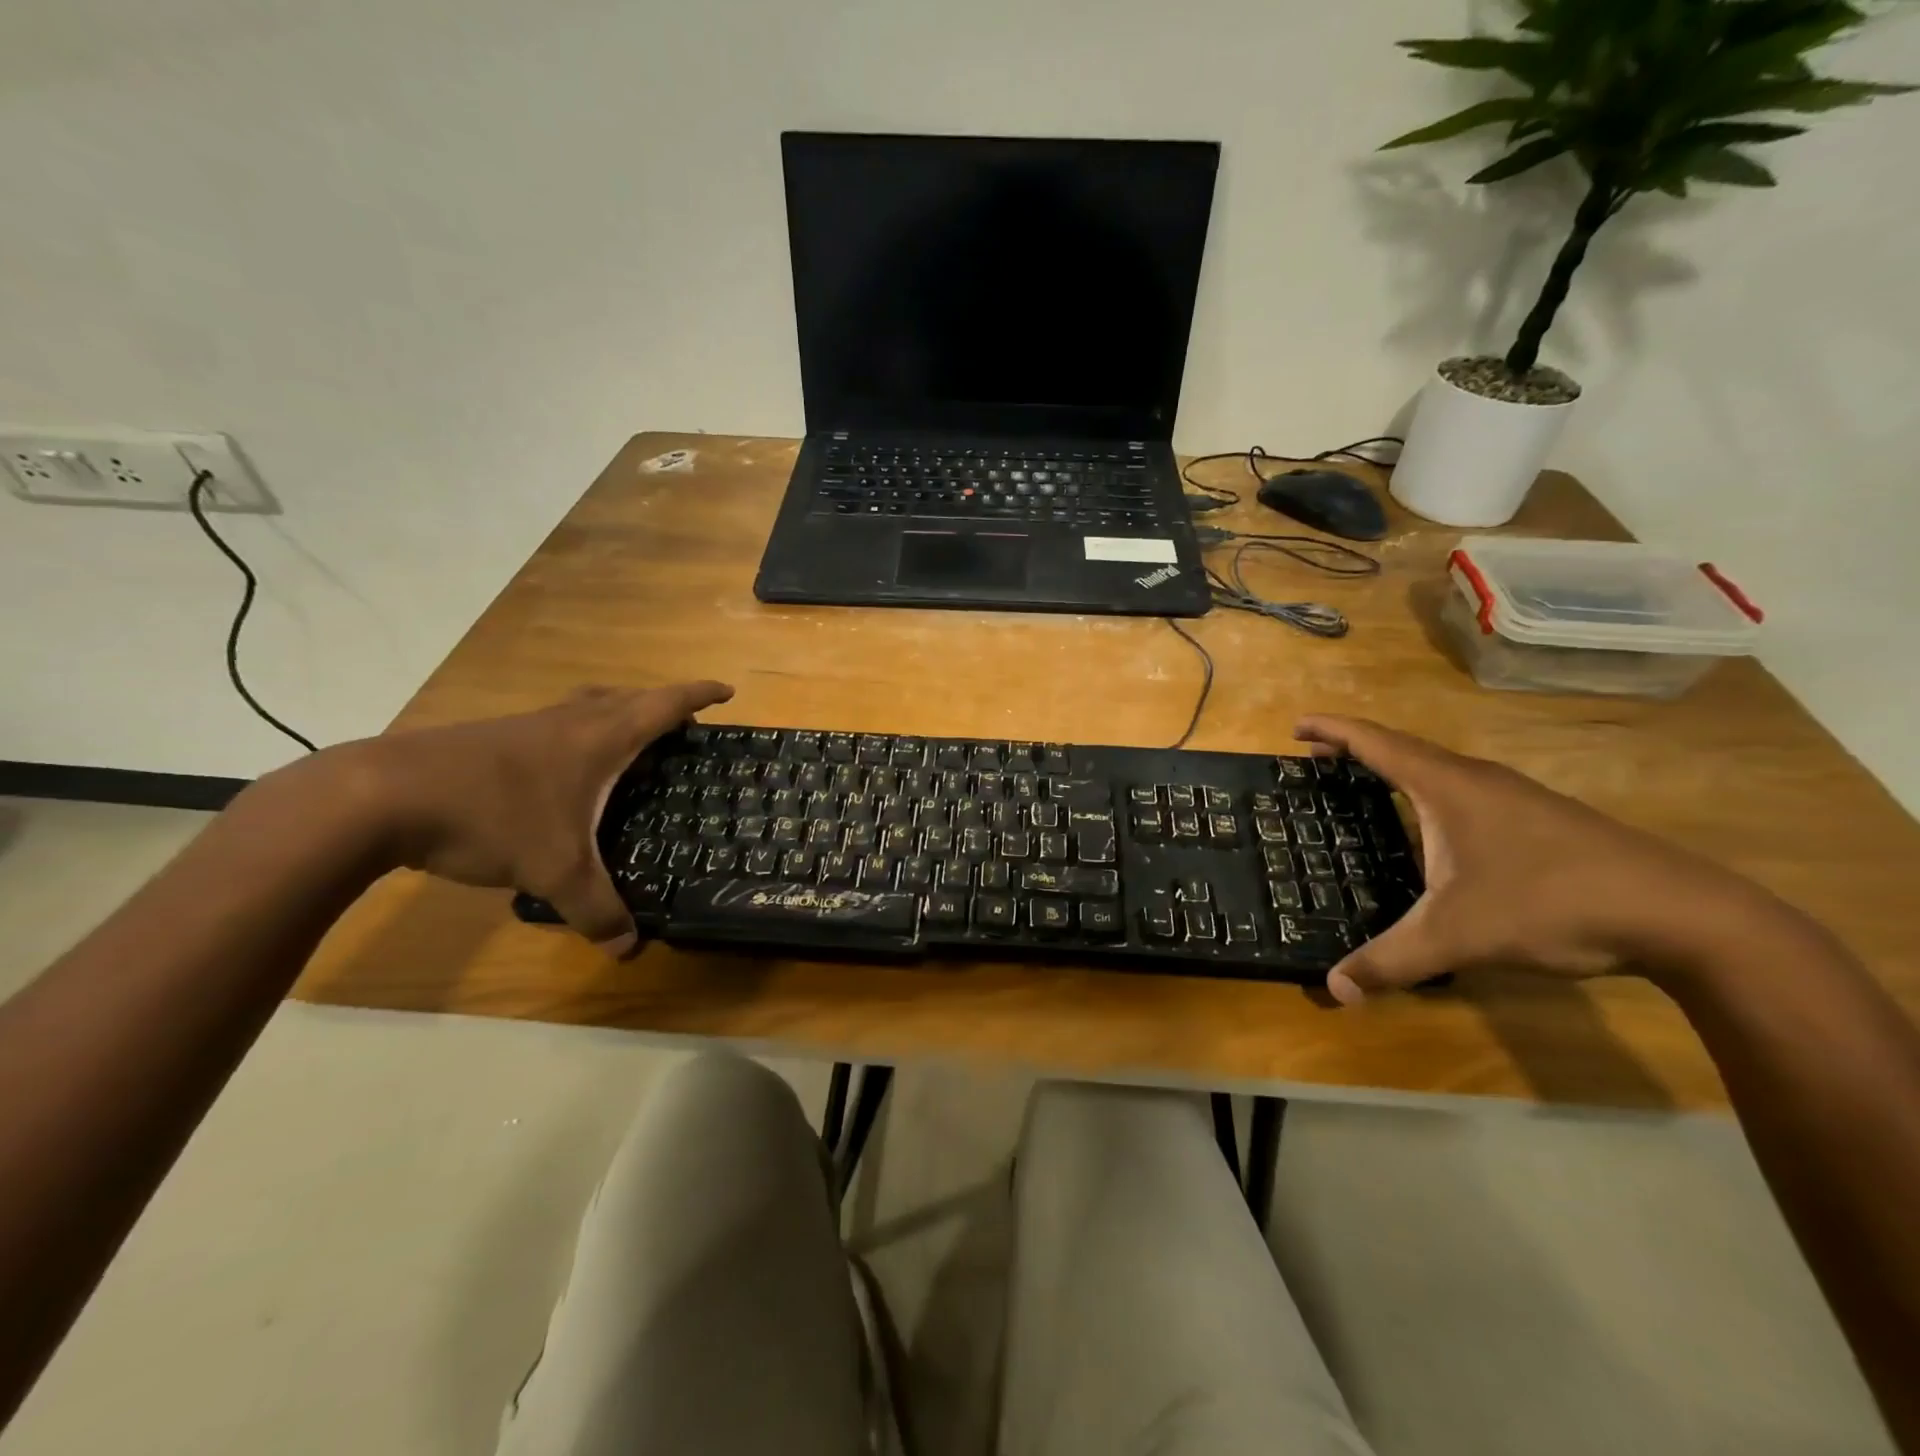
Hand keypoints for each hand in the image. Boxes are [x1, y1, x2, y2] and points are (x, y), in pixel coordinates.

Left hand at [338, 681, 732, 950]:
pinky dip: (578, 735)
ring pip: (587, 707)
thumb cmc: (491, 816)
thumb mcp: (553, 871)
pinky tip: (563, 773)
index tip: (727, 690)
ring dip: (617, 714)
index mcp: (600, 737)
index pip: (664, 704)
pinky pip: (555, 725)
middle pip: (628, 697)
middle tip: (683, 726)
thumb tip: (627, 950)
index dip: (699, 694)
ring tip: (629, 743)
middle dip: (662, 705)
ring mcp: (527, 726)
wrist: (380, 796)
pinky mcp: (492, 739)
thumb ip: (596, 909)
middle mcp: (569, 721)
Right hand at [1294, 715, 1780, 1004]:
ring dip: (1396, 769)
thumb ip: (1391, 960)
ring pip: (1439, 769)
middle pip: (1404, 749)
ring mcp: (1516, 797)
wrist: (1682, 914)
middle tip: (1317, 759)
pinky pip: (1466, 791)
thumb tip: (1335, 988)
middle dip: (1356, 749)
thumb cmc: (1551, 903)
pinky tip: (1435, 829)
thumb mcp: (1458, 936)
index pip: (1375, 743)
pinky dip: (1430, 793)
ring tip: (1367, 787)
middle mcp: (1478, 780)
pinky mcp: (1542, 820)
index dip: (1332, 730)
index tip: (1296, 725)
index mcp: (1447, 787)